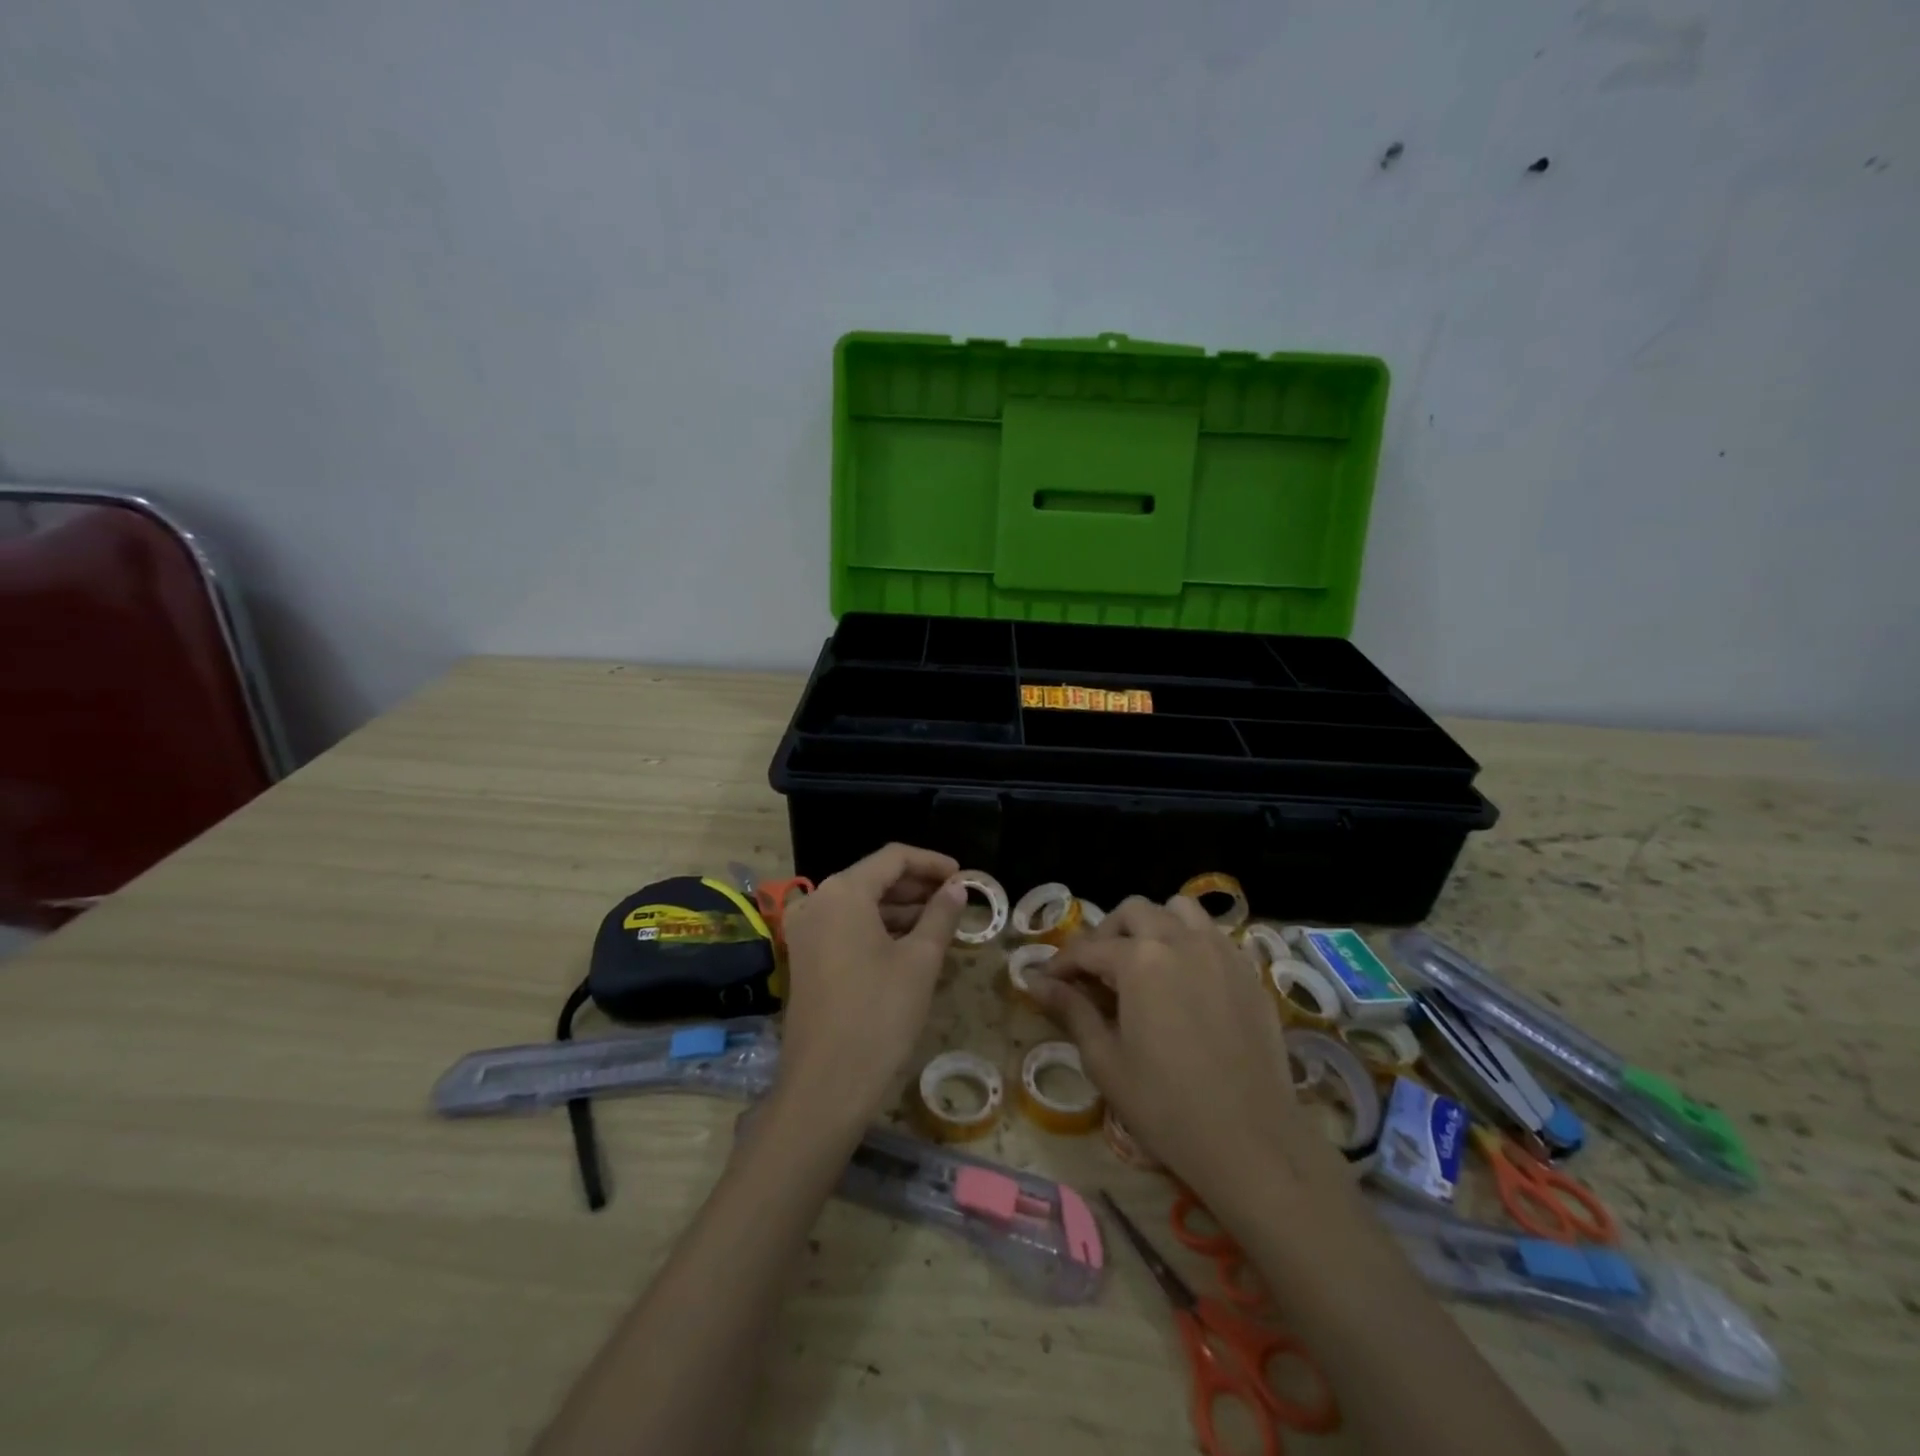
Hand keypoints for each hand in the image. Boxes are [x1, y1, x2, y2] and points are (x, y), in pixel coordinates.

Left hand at [773, 844, 966, 1129]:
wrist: (825, 1085)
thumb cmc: (879, 1014)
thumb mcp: (920, 960)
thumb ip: (940, 915)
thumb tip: (957, 888)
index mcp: (844, 892)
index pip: (893, 857)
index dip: (932, 862)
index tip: (964, 877)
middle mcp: (818, 901)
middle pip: (874, 878)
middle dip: (917, 886)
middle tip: (956, 899)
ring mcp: (806, 931)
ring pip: (860, 903)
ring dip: (900, 908)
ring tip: (941, 922)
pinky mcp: (805, 957)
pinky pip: (847, 926)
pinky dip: (878, 928)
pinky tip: (910, 943)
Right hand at [1030, 896, 1340, 1206]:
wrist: (1251, 1143)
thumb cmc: (1166, 1106)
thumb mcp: (1105, 1060)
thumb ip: (1071, 1010)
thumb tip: (1035, 983)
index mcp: (1139, 960)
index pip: (1087, 949)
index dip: (1061, 964)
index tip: (1046, 982)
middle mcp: (1180, 940)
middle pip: (1134, 912)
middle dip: (1106, 934)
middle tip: (1094, 971)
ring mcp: (1221, 952)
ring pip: (1180, 911)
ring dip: (1153, 925)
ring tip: (1143, 961)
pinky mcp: (1249, 973)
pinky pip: (1213, 936)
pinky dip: (1190, 941)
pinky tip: (1184, 979)